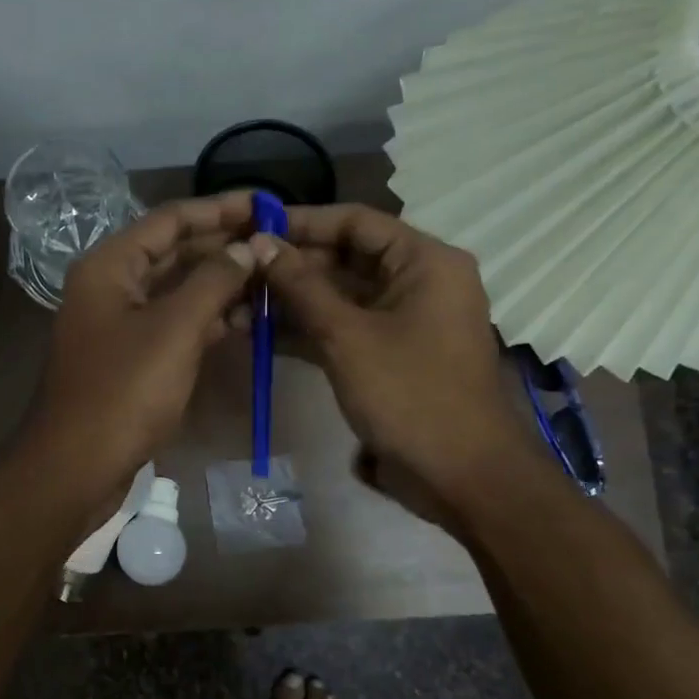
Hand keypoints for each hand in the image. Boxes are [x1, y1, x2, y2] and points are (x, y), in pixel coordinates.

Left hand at [25, 193, 256, 497]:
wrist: (77, 464)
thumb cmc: (124, 390)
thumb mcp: (175, 329)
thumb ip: (214, 281)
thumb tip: (250, 245)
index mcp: (110, 265)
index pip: (171, 219)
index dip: (219, 209)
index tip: (266, 204)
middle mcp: (111, 285)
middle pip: (174, 252)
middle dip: (224, 247)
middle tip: (277, 243)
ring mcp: (119, 323)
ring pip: (177, 291)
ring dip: (220, 284)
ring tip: (271, 279)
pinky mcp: (130, 357)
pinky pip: (173, 324)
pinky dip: (206, 320)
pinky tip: (246, 321)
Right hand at [255, 204, 538, 524]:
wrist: (461, 476)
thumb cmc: (410, 394)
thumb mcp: (347, 335)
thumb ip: (301, 287)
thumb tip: (260, 244)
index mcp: (424, 262)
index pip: (356, 222)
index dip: (302, 222)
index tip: (253, 227)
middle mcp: (417, 281)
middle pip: (345, 258)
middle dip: (291, 267)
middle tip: (237, 270)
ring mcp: (403, 320)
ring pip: (340, 297)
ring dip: (292, 301)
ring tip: (238, 303)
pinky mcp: (389, 354)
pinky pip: (344, 328)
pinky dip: (307, 330)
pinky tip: (260, 334)